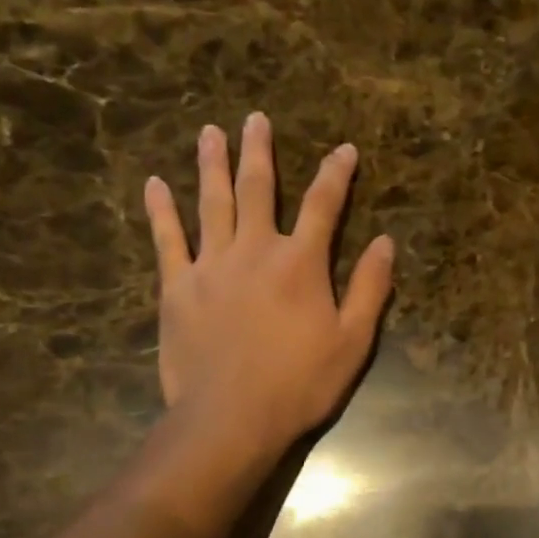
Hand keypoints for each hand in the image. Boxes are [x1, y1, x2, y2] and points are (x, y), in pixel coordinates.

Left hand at [143, 113, 393, 461]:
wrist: (230, 419)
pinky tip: (154, 184)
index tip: (344, 149)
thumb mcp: (353, 341)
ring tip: (210, 132)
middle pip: (259, 189)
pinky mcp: (177, 288)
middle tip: (255, 119)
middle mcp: (255, 250)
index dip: (336, 174)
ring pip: (212, 203)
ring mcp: (211, 266)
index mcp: (300, 263)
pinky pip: (167, 240)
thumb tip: (384, 242)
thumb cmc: (300, 383)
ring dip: (212, 165)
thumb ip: (370, 288)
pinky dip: (161, 211)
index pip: (324, 205)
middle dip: (259, 152)